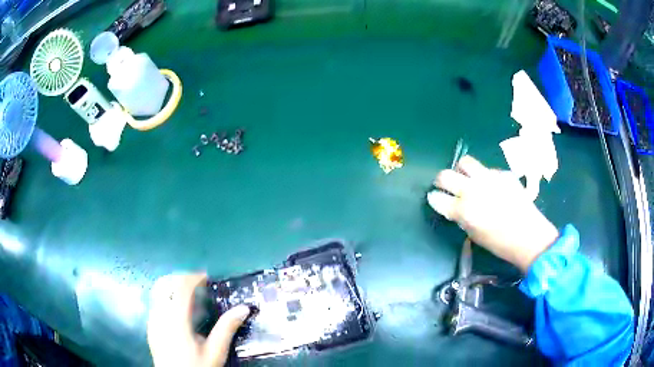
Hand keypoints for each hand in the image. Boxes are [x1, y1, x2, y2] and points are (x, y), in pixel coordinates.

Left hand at [147, 273, 249, 366]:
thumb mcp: (215, 351)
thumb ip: (227, 328)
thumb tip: (244, 308)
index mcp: (176, 319)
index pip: (180, 287)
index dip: (193, 277)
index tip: (207, 278)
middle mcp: (160, 315)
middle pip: (165, 283)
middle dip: (182, 278)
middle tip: (199, 286)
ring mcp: (152, 320)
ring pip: (158, 291)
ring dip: (173, 287)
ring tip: (191, 297)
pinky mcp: (150, 326)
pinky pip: (156, 302)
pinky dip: (168, 297)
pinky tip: (181, 313)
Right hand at [427, 155, 558, 271]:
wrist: (529, 235)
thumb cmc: (500, 243)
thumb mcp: (474, 234)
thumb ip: (461, 218)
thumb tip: (455, 207)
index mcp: (463, 210)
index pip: (437, 198)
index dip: (434, 198)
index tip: (435, 199)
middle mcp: (472, 190)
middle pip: (445, 175)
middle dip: (440, 180)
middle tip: (445, 186)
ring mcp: (488, 178)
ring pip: (465, 163)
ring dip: (461, 171)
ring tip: (467, 179)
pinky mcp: (503, 173)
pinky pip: (487, 170)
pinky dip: (484, 177)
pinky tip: (492, 187)